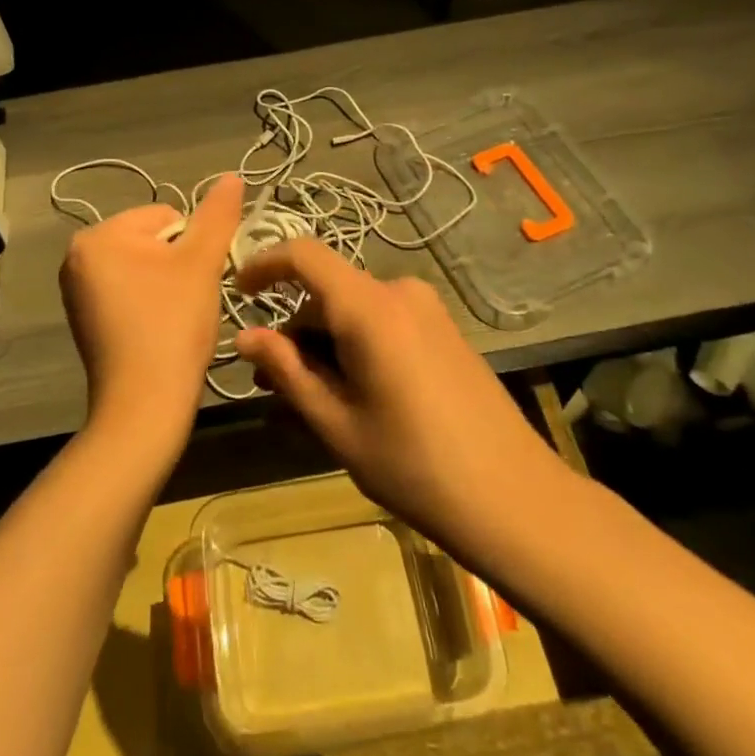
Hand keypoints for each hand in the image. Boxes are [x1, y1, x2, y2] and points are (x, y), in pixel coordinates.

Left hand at [59, 174, 244, 453]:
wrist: (145, 406)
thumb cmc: (172, 325)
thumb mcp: (201, 263)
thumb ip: (217, 215)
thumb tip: (232, 176)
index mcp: (97, 236)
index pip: (165, 215)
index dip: (192, 246)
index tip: (195, 282)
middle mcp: (76, 257)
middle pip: (152, 240)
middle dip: (177, 265)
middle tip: (187, 301)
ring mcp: (77, 290)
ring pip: (144, 267)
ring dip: (167, 284)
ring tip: (175, 317)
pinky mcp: (85, 318)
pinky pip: (130, 291)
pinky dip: (150, 303)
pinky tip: (159, 330)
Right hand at [232, 241, 560, 555]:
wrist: (517, 500)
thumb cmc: (415, 467)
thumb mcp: (338, 424)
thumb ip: (288, 371)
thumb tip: (245, 336)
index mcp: (370, 308)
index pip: (304, 256)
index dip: (264, 264)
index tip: (237, 292)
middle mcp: (400, 293)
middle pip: (329, 293)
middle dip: (295, 330)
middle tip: (271, 384)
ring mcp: (428, 310)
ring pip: (355, 312)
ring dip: (325, 344)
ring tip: (311, 401)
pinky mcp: (444, 330)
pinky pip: (384, 323)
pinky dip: (356, 346)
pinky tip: (354, 395)